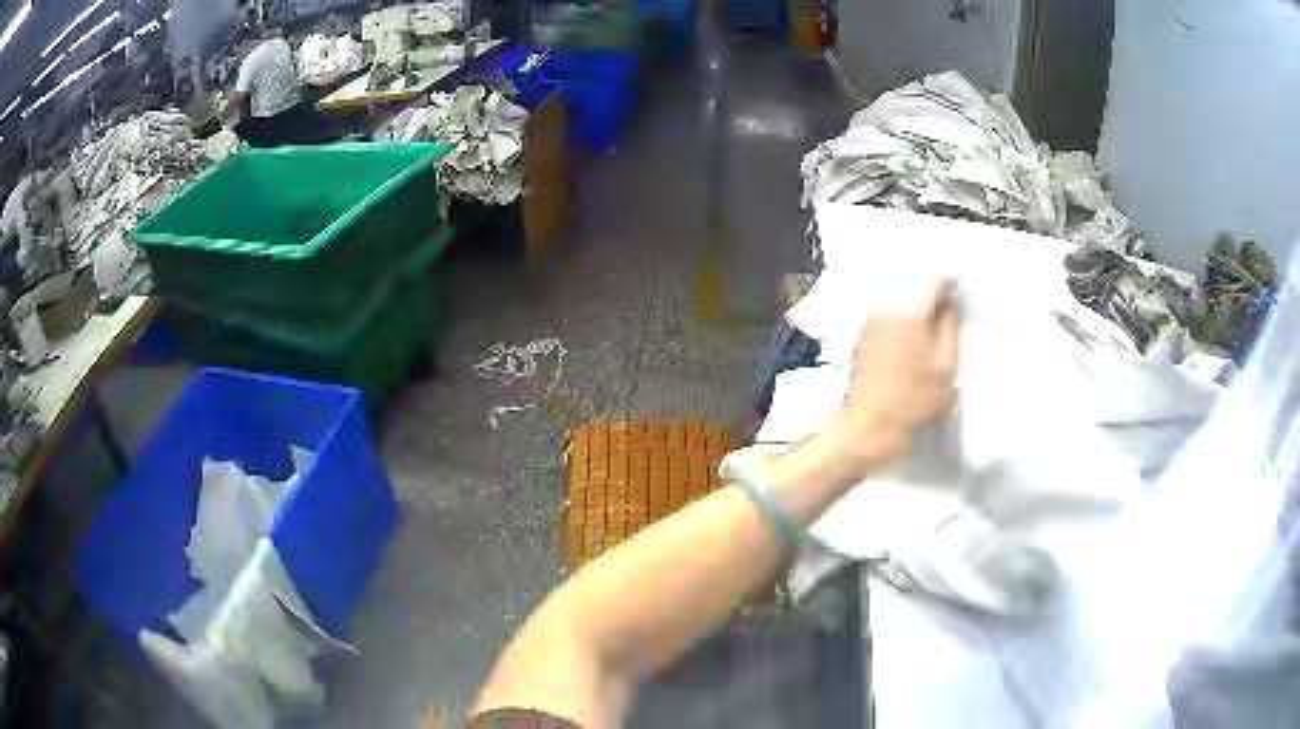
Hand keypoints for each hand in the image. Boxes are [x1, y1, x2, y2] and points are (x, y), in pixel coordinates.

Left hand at [822, 280, 962, 475]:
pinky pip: (893, 315)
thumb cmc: (910, 402)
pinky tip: (920, 338)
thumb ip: (952, 327)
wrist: (866, 430)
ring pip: (904, 299)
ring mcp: (872, 320)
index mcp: (908, 310)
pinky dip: (908, 319)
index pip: (935, 278)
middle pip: (917, 285)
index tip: (965, 295)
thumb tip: (953, 302)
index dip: (954, 284)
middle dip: (937, 294)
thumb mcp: (946, 367)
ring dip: (922, 307)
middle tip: (956, 311)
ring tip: (940, 325)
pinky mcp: (865, 336)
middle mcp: (885, 306)